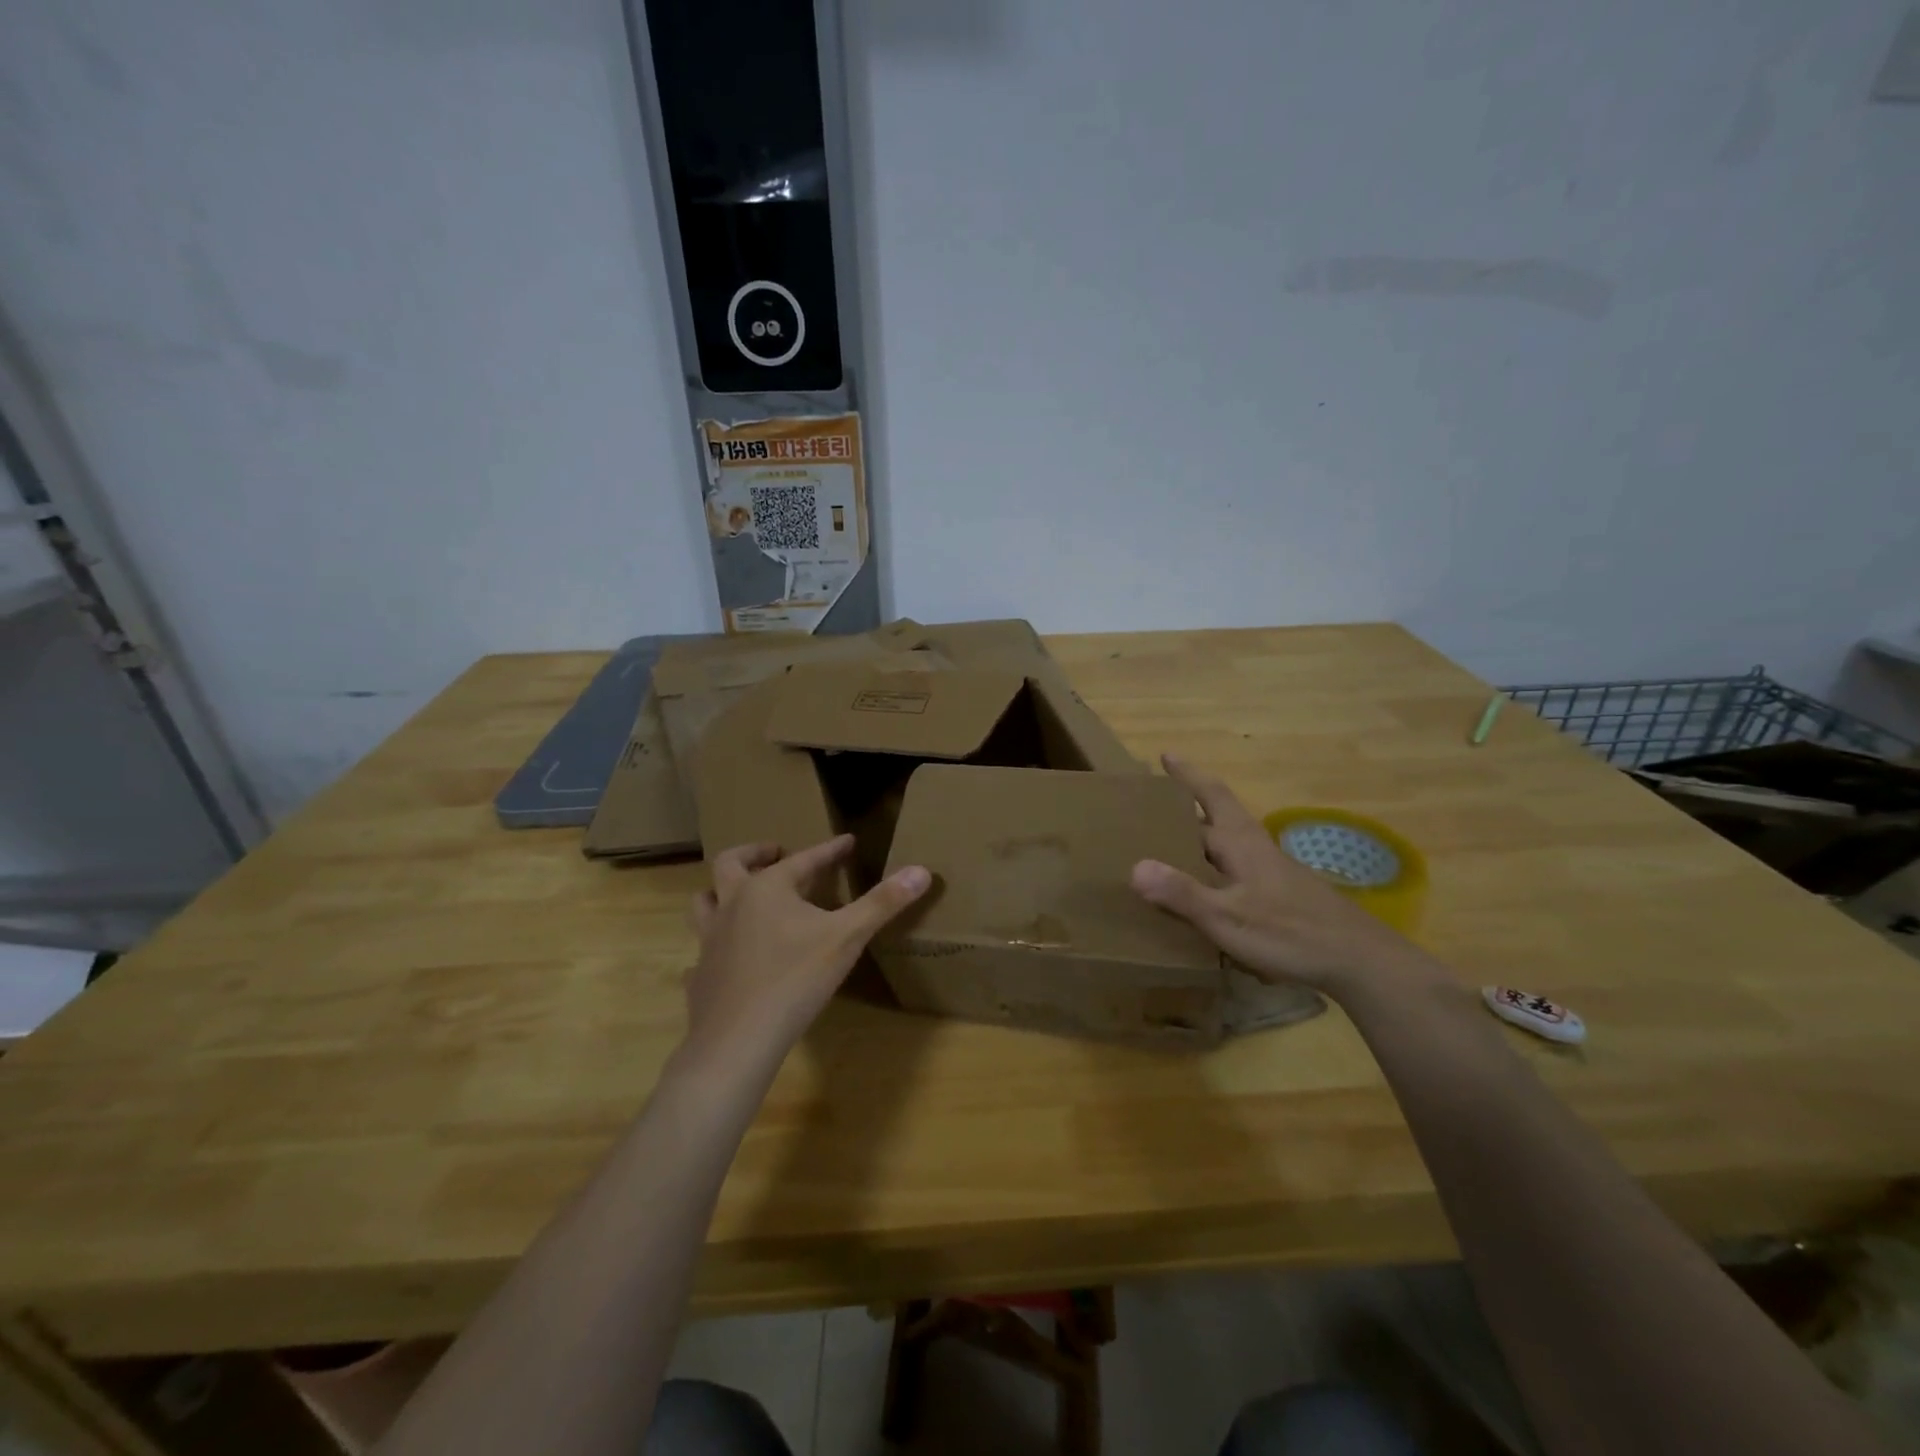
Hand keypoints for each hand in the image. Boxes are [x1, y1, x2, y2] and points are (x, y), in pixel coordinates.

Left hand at [685, 836, 930, 1062]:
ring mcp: (709, 940)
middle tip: (775, 852)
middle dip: (755, 852)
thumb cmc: (795, 979)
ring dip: (720, 892)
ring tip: (741, 895)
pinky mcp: (700, 975)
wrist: (738, 1040)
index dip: (829, 850)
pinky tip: (725, 959)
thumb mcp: (848, 937)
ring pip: (704, 902)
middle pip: (731, 863)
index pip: (804, 859)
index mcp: (767, 889)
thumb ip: (883, 903)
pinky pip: (700, 952)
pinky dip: (713, 947)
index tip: (847, 842)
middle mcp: (732, 905)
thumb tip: (922, 870)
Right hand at [1130, 755, 1430, 998]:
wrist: (1359, 961)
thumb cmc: (1290, 933)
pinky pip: (1237, 873)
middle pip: (1217, 819)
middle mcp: (1256, 849)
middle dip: (1187, 811)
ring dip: (1202, 842)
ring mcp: (1272, 872)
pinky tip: (1207, 896)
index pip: (1210, 796)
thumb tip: (1135, 867)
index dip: (1188, 776)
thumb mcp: (1228, 917)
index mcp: (1241, 843)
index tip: (1167, 755)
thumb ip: (1183, 894)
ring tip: (1172, 850)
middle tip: (1154, 809)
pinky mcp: (1282, 896)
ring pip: (1228, 847)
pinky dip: (1215, 872)